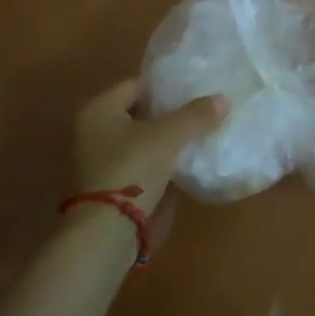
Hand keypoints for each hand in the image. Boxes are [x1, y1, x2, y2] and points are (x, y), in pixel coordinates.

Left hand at [73, 79, 226, 214]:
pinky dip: (155, 160)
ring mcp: (96, 160)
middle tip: (197, 113)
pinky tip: (179, 164)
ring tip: (194, 137)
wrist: (107, 230)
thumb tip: (222, 99)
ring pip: (137, 139)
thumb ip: (195, 115)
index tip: (192, 91)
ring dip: (161, 139)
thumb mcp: (170, 136)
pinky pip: (136, 162)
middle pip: (137, 113)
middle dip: (165, 114)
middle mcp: (91, 130)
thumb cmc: (133, 168)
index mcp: (99, 109)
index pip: (136, 85)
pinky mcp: (105, 185)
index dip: (165, 87)